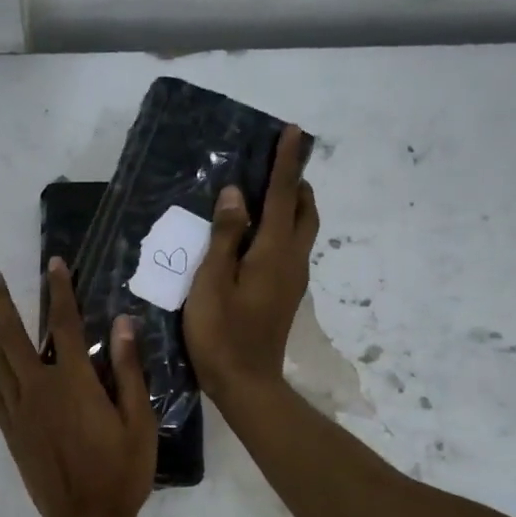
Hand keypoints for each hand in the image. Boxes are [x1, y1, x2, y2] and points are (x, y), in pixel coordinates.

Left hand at [0, 258, 157, 516]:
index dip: (59, 291)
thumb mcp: (138, 421)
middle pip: (10, 335)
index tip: (53, 265)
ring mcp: (18, 410)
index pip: (64, 325)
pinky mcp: (10, 430)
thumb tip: (122, 324)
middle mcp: (38, 389)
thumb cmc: (120, 472)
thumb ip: (127, 370)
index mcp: (72, 383)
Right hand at [184, 124, 318, 404]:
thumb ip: (224, 237)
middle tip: (274, 164)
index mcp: (273, 252)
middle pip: (304, 210)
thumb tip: (234, 196)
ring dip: (291, 205)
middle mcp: (292, 260)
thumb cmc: (221, 334)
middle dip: (295, 182)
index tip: (292, 132)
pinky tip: (255, 235)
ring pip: (301, 230)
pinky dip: (282, 227)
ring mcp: (292, 280)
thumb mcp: (211, 283)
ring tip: (264, 193)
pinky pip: (291, 247)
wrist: (247, 384)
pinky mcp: (285, 295)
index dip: (286, 163)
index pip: (283, 196)